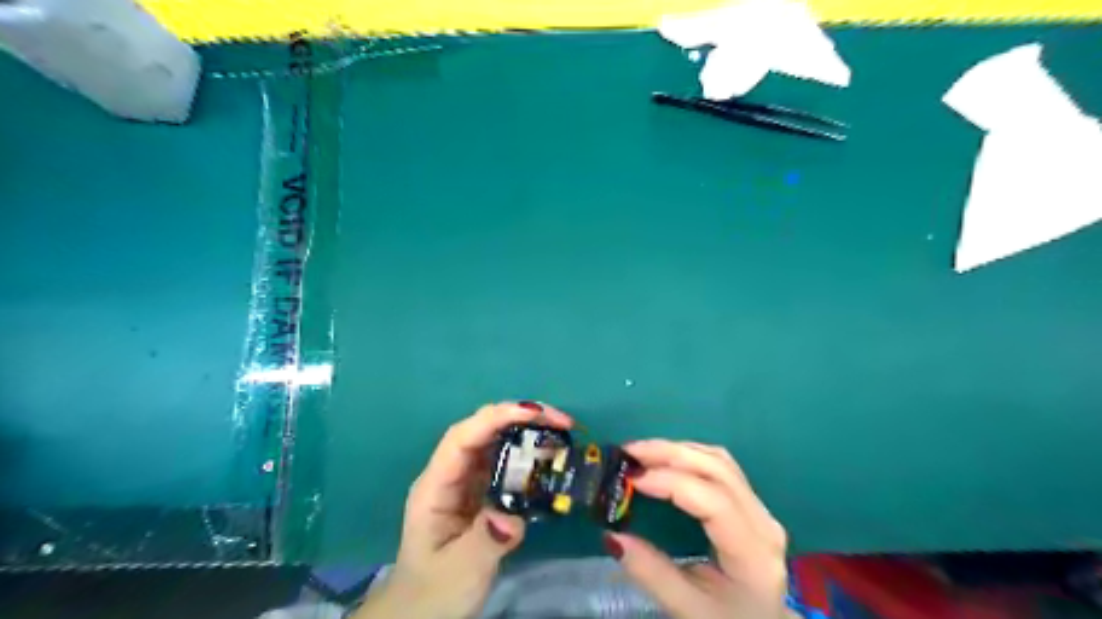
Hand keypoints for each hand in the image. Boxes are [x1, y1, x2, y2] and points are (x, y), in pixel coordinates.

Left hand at [356, 402, 577, 618]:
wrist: (422, 613)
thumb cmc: (433, 593)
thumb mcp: (459, 571)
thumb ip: (485, 541)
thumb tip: (514, 515)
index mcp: (435, 486)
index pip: (462, 438)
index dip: (495, 418)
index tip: (534, 414)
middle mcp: (451, 475)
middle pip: (481, 430)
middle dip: (519, 417)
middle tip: (561, 421)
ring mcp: (466, 482)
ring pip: (495, 443)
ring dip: (527, 432)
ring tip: (562, 433)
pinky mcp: (482, 493)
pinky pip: (506, 464)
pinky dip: (529, 456)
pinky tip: (550, 459)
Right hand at [602, 439, 791, 618]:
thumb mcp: (689, 609)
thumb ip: (652, 573)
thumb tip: (613, 536)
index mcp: (753, 552)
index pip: (714, 500)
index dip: (672, 482)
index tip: (632, 480)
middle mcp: (762, 521)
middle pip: (717, 469)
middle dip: (669, 453)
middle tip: (628, 454)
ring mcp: (759, 508)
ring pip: (719, 460)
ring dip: (677, 450)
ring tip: (640, 453)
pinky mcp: (750, 502)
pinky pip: (720, 466)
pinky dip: (688, 455)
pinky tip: (664, 459)